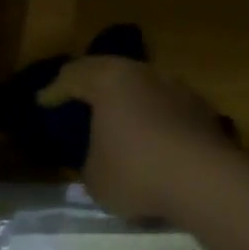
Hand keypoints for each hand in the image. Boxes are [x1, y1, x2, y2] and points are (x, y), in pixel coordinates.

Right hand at [39, 57, 238, 221]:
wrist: (204, 178)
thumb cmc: (137, 171)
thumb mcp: (94, 177)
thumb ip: (90, 159)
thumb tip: (99, 156)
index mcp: (111, 80)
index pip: (74, 76)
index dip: (54, 90)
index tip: (43, 101)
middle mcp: (145, 73)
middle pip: (112, 71)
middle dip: (93, 84)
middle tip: (77, 97)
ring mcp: (177, 87)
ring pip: (144, 85)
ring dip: (128, 99)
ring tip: (117, 117)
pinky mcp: (201, 108)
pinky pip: (167, 106)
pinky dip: (154, 116)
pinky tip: (151, 135)